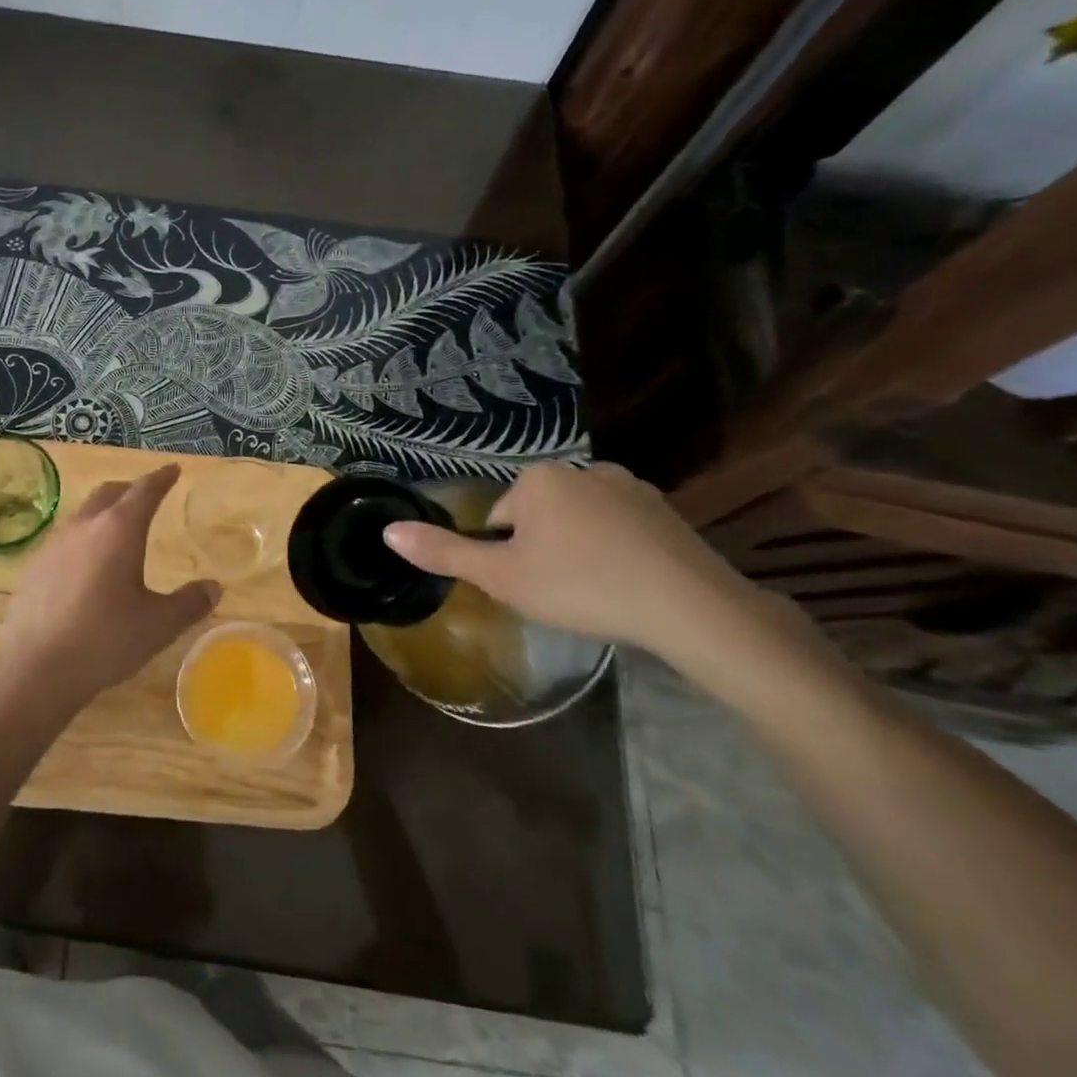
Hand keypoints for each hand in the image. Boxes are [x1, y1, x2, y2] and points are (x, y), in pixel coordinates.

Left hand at [0, 465, 219, 714]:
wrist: (34, 668)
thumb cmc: (105, 640)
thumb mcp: (158, 625)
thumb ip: (189, 603)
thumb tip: (213, 587)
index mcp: (119, 530)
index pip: (145, 491)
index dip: (161, 478)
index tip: (173, 470)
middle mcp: (84, 527)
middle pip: (109, 494)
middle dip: (130, 490)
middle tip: (146, 496)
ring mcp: (53, 545)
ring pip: (83, 515)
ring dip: (103, 514)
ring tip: (117, 531)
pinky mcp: (34, 567)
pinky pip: (65, 541)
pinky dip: (83, 540)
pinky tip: (86, 568)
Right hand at [382, 462, 761, 658]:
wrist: (689, 607)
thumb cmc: (581, 586)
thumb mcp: (501, 577)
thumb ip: (443, 552)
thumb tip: (387, 531)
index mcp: (539, 478)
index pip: (500, 519)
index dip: (507, 558)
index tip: (531, 586)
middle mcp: (583, 469)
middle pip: (539, 517)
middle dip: (542, 551)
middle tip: (560, 594)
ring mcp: (631, 486)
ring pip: (579, 523)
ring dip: (578, 551)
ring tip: (595, 593)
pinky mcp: (666, 510)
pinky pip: (620, 529)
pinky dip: (615, 552)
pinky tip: (628, 584)